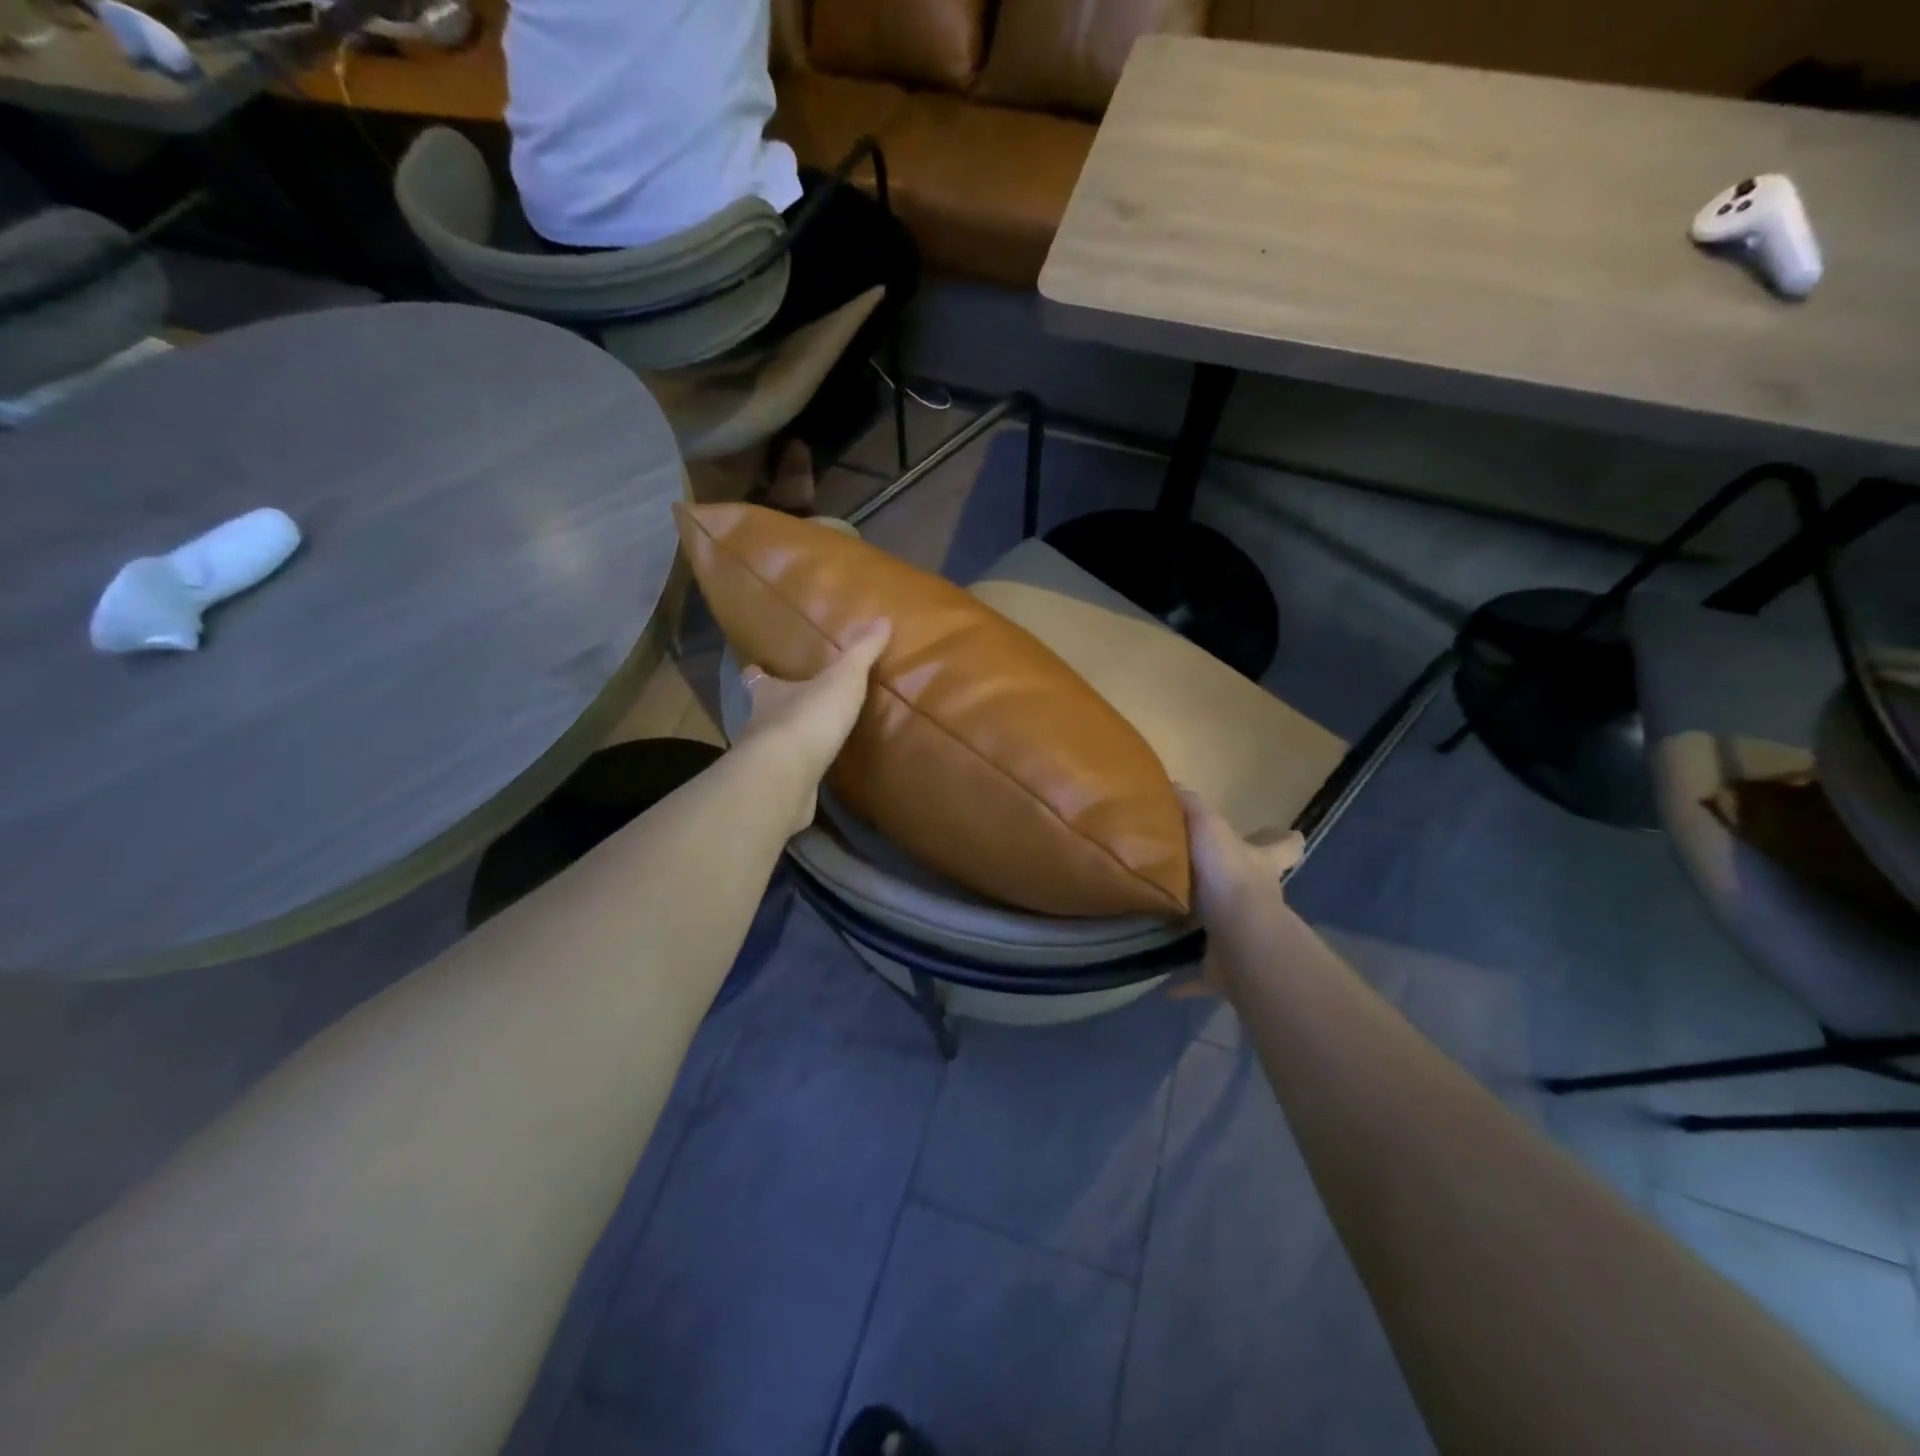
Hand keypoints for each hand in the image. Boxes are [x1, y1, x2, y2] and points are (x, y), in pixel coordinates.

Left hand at [733, 622, 890, 830]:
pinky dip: (797, 775)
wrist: (785, 776)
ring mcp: (764, 760)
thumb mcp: (842, 679)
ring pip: (773, 746)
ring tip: (809, 742)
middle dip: (775, 709)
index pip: (756, 678)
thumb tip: (882, 620)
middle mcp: (759, 724)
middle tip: (793, 706)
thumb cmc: (808, 718)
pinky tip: (813, 777)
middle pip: (762, 712)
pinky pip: (787, 777)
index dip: (757, 673)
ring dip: (787, 744)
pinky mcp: (776, 789)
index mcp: (770, 693)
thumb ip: (861, 652)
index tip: (754, 668)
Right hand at [1170, 787, 1302, 999]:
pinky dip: (1187, 982)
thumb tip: (1172, 785)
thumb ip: (1190, 805)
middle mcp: (1261, 902)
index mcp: (1259, 865)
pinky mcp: (1228, 971)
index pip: (1284, 847)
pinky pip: (1205, 978)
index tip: (1286, 836)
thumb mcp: (1206, 825)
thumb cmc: (1227, 874)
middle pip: (1260, 891)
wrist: (1238, 933)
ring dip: (1213, 934)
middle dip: (1242, 889)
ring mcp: (1247, 939)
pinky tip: (1165, 985)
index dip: (1284, 841)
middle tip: (1213, 884)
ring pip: (1233, 934)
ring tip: (1180, 929)